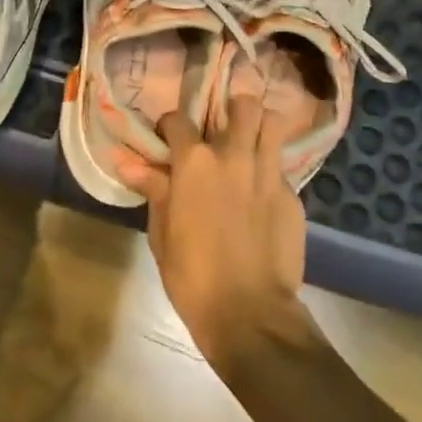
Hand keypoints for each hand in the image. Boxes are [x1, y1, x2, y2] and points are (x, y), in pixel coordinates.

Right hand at [116, 85, 309, 372]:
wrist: (250, 316)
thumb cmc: (193, 277)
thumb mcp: (162, 233)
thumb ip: (153, 190)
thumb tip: (128, 162)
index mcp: (195, 162)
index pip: (178, 119)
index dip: (170, 126)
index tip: (168, 140)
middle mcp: (234, 155)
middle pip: (244, 105)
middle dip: (234, 110)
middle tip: (223, 130)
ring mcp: (268, 173)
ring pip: (272, 124)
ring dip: (260, 128)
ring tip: (250, 144)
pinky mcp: (293, 196)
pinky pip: (282, 168)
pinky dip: (270, 172)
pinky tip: (263, 194)